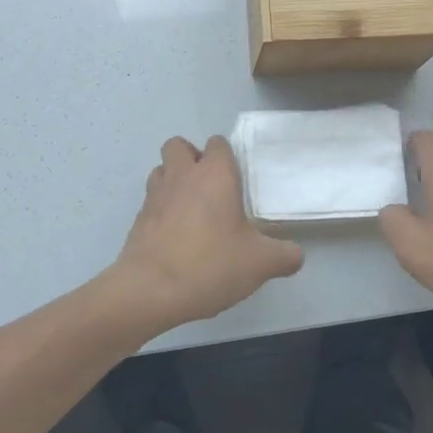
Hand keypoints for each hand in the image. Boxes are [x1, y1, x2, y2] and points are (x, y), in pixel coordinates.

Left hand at [111, 136, 304, 332]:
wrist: (150, 289)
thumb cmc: (210, 264)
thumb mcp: (260, 263)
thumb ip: (285, 255)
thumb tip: (295, 254)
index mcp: (214, 174)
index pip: (218, 143)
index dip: (226, 156)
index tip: (237, 179)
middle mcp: (182, 175)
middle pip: (179, 145)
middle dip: (192, 158)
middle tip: (209, 187)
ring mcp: (155, 195)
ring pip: (161, 169)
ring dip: (173, 179)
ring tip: (190, 208)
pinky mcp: (138, 218)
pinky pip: (151, 200)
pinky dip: (161, 208)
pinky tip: (175, 235)